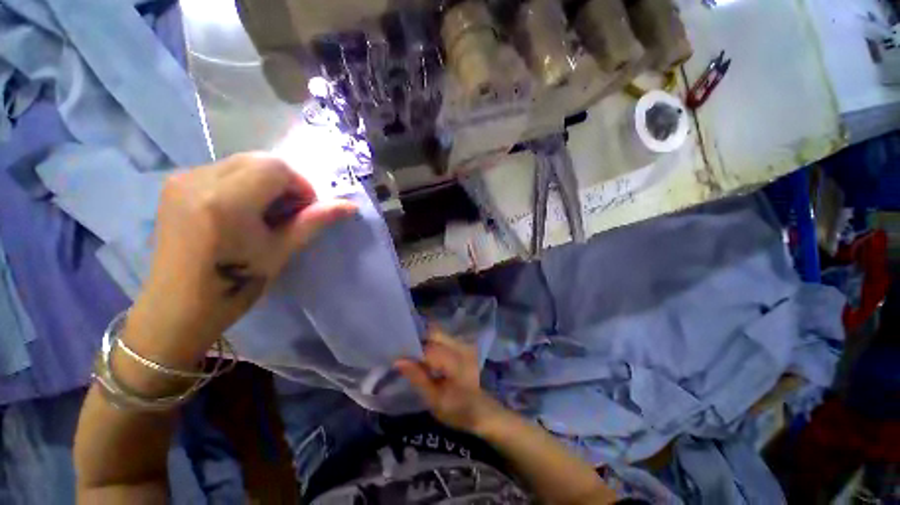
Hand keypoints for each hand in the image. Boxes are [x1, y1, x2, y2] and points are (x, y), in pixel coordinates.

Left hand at [127, 153, 356, 361]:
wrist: (177, 307)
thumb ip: (315, 221)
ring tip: (264, 214)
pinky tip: (241, 212)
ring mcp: (181, 179)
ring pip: (241, 163)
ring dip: (263, 183)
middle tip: (288, 213)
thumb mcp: (281, 251)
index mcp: (226, 201)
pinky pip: (222, 170)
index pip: (276, 168)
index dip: (300, 186)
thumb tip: (350, 206)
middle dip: (283, 183)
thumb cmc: (234, 286)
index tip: (305, 211)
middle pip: (259, 161)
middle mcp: (198, 179)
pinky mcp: (173, 184)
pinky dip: (243, 184)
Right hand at [395, 328, 503, 432]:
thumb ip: (417, 378)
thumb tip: (398, 361)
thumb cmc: (458, 410)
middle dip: (418, 342)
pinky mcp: (464, 345)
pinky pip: (444, 338)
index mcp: (454, 360)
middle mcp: (460, 346)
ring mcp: (464, 344)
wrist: (482, 410)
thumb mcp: (434, 400)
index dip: (411, 351)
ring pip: (438, 334)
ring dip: (425, 342)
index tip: (399, 358)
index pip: (427, 348)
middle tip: (407, 356)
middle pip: (434, 333)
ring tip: (416, 357)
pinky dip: (433, 343)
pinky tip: (428, 358)